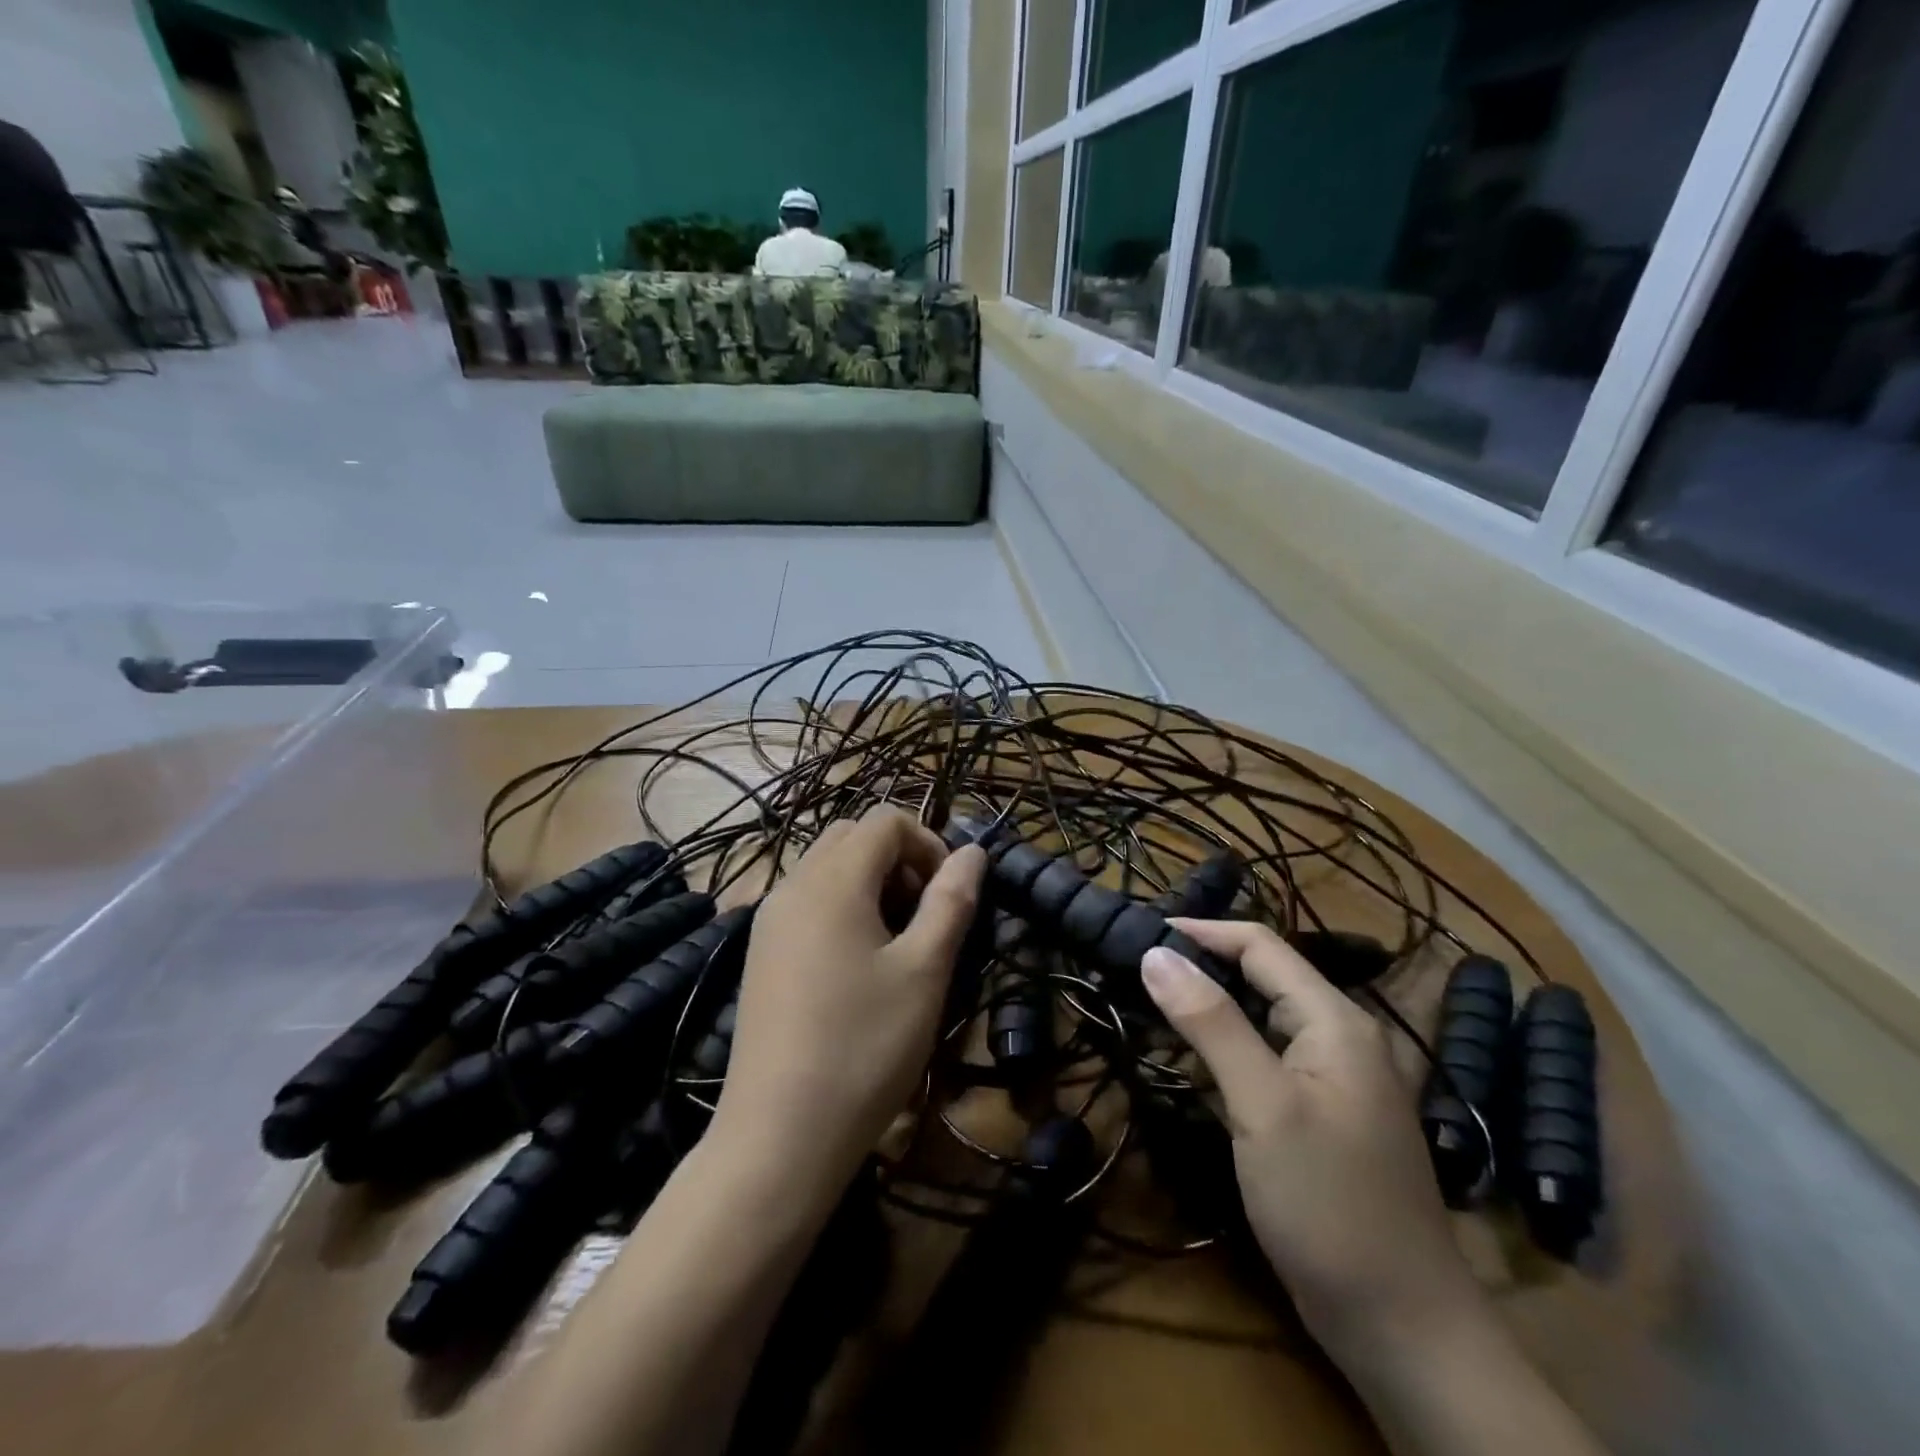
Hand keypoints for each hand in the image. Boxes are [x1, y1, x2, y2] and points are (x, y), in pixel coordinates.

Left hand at [714, 807, 986, 1192]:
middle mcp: (793, 885)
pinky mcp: (760, 953)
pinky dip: (841, 907)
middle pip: (852, 837)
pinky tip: (857, 966)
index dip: (928, 843)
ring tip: (896, 944)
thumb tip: (974, 852)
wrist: (778, 1135)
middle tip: (924, 915)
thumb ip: (951, 901)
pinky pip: (807, 901)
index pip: (885, 821)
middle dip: (898, 859)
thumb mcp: (924, 971)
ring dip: (870, 883)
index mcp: (832, 881)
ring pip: (827, 868)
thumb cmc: (864, 1047)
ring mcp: (769, 920)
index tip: (949, 895)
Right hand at [1141, 919, 1484, 1366]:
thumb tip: (1155, 953)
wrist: (1403, 1330)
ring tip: (1149, 1005)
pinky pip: (1267, 1058)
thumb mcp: (1262, 1106)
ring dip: (1209, 1007)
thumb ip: (1211, 1023)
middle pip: (1262, 976)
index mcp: (1335, 1020)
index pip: (1260, 945)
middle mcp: (1340, 1036)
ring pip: (1262, 1018)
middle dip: (1201, 966)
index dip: (1200, 932)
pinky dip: (1225, 1048)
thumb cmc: (1330, 1205)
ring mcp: (1334, 1079)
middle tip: (1135, 970)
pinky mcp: (1322, 1115)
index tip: (1139, 933)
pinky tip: (1190, 1060)